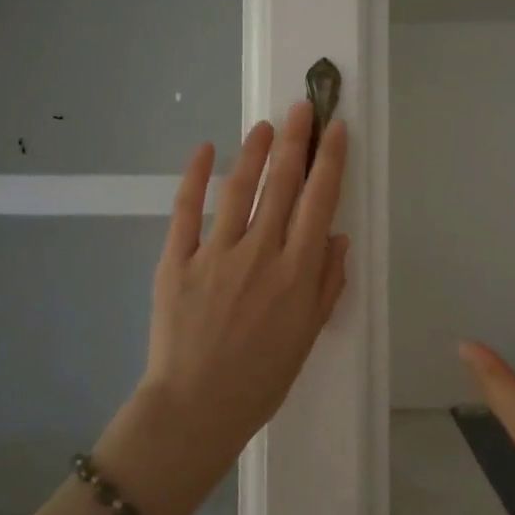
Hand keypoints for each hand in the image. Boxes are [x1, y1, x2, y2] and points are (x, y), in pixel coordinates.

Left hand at [116, 102, 348, 504]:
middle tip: (302, 106)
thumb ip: (326, 284)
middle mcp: (261, 252)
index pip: (319, 201)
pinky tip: (205, 149)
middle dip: (295, 140)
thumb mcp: (308, 336)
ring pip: (239, 189)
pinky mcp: (177, 260)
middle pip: (282, 184)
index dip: (330, 160)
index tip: (336, 129)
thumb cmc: (260, 379)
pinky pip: (186, 210)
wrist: (197, 408)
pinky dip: (195, 177)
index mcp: (297, 272)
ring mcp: (216, 254)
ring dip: (254, 151)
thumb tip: (337, 236)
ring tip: (264, 124)